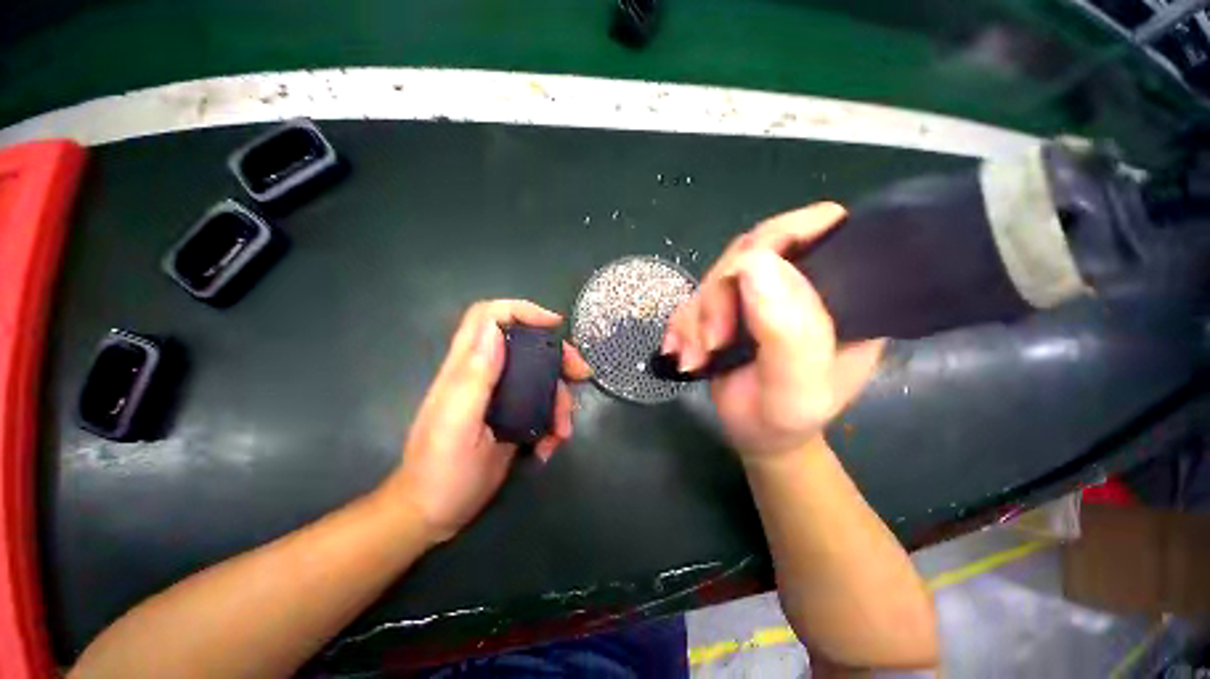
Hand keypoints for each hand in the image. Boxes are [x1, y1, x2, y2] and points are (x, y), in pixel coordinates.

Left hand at [384, 300, 591, 541]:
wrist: (434, 514)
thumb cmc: (440, 472)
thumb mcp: (456, 425)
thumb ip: (473, 377)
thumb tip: (494, 330)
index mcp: (466, 369)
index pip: (488, 318)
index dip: (521, 311)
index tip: (554, 325)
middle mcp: (485, 375)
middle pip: (526, 345)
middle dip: (557, 356)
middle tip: (580, 374)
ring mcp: (501, 396)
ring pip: (541, 378)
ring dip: (560, 400)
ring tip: (562, 432)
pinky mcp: (512, 416)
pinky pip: (543, 406)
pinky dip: (553, 422)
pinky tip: (550, 445)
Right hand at [662, 203, 884, 459]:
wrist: (757, 435)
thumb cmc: (786, 418)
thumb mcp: (795, 387)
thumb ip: (786, 331)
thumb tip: (754, 261)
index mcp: (839, 293)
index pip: (820, 229)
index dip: (779, 238)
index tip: (742, 276)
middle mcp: (800, 283)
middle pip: (750, 251)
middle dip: (720, 295)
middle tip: (712, 341)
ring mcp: (759, 294)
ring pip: (715, 275)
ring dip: (696, 317)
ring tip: (696, 358)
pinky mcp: (728, 306)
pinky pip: (694, 298)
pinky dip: (682, 325)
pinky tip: (683, 353)